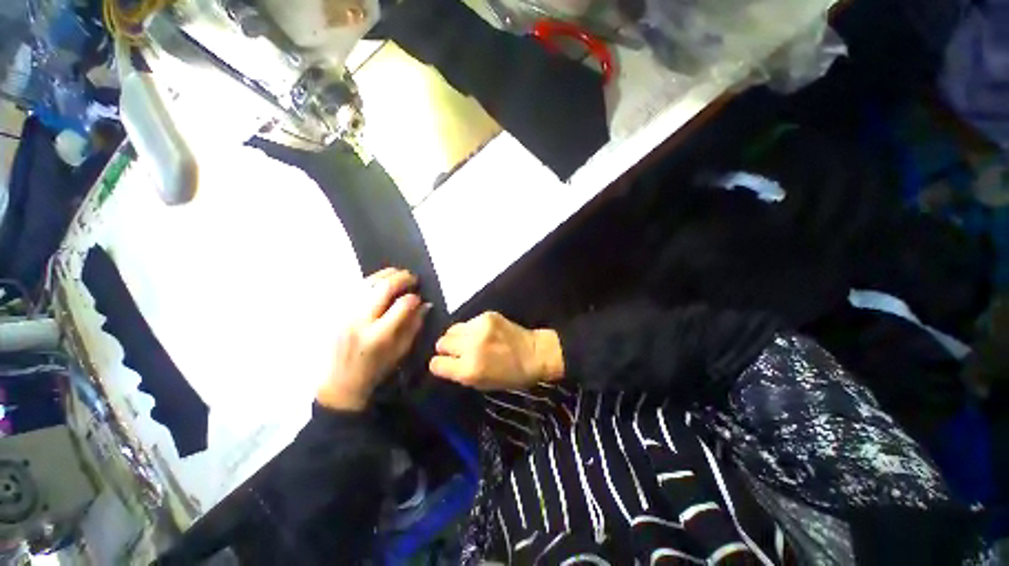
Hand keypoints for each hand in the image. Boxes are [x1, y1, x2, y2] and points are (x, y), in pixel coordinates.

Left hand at [317, 268, 430, 410]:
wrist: (339, 382)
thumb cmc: (375, 369)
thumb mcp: (401, 352)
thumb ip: (415, 326)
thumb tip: (425, 305)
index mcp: (378, 336)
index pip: (401, 306)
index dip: (413, 298)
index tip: (419, 298)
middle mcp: (359, 321)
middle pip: (382, 288)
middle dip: (401, 278)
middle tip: (412, 277)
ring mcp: (344, 314)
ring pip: (366, 283)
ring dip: (385, 275)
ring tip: (397, 274)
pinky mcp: (335, 311)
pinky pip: (353, 287)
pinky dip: (369, 280)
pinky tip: (379, 280)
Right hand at [429, 311, 563, 390]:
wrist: (534, 354)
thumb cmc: (510, 376)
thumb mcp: (481, 384)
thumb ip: (459, 373)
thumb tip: (445, 362)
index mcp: (469, 369)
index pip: (436, 364)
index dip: (440, 364)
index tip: (447, 364)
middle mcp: (471, 347)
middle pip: (441, 343)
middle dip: (447, 349)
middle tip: (459, 352)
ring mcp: (479, 328)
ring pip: (451, 329)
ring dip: (457, 337)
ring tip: (470, 341)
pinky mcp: (487, 315)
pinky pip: (467, 322)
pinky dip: (471, 329)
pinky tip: (484, 333)